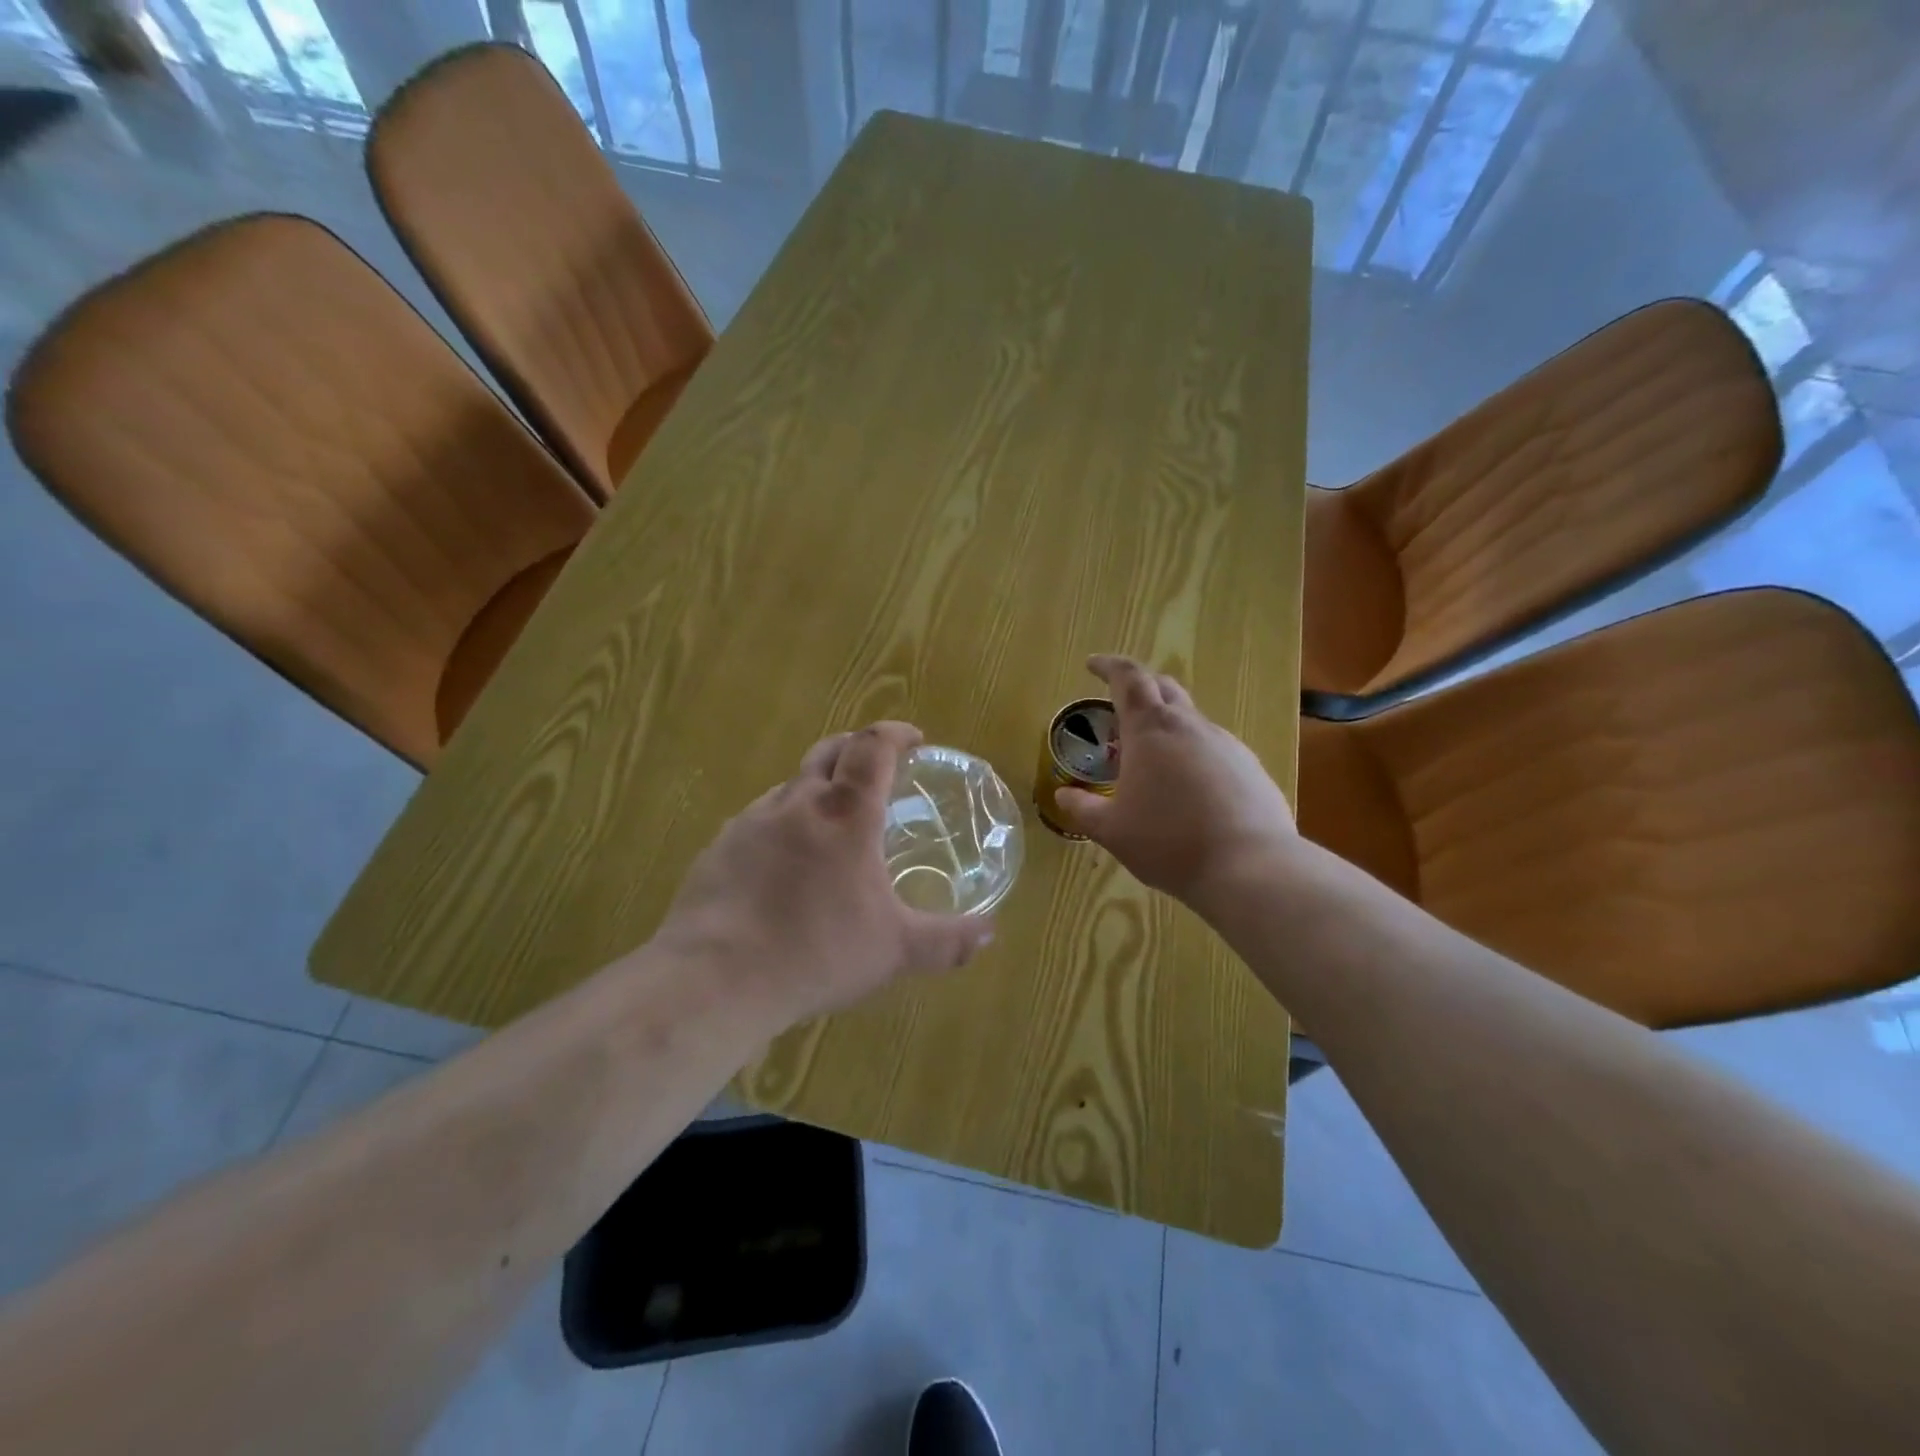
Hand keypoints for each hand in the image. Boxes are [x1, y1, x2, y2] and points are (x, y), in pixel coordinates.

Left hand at [656, 721, 994, 1024]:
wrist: (715, 980)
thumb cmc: (816, 953)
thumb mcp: (894, 951)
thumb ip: (947, 941)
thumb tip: (990, 933)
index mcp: (845, 813)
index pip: (873, 747)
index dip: (896, 734)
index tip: (915, 739)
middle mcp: (797, 803)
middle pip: (829, 751)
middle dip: (857, 748)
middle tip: (877, 767)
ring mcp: (751, 822)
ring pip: (791, 786)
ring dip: (818, 789)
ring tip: (832, 824)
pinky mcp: (719, 848)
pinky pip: (760, 820)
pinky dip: (783, 825)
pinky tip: (785, 865)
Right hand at [1055, 655, 1298, 907]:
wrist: (1250, 867)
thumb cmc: (1168, 841)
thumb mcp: (1112, 830)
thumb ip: (1084, 809)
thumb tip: (1064, 796)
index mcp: (1150, 730)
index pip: (1128, 678)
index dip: (1108, 666)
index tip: (1092, 665)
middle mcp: (1190, 726)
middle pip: (1164, 688)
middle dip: (1140, 689)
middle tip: (1120, 709)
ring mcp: (1227, 745)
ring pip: (1191, 720)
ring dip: (1167, 727)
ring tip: (1152, 762)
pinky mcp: (1251, 768)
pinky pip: (1215, 749)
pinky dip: (1194, 755)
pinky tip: (1190, 791)